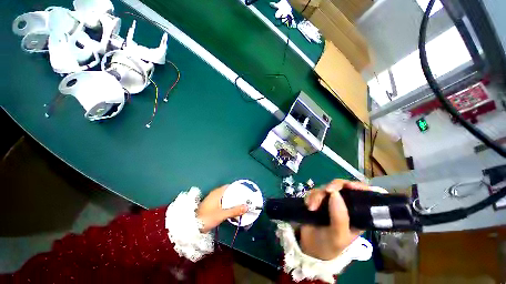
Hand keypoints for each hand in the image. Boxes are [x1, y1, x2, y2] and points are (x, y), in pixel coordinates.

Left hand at [197, 185, 247, 232]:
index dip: (237, 188)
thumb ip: (234, 211)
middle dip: (235, 195)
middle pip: (227, 192)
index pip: (229, 186)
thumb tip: (246, 207)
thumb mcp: (222, 214)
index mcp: (217, 193)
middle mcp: (215, 194)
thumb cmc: (206, 218)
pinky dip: (227, 204)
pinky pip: (222, 201)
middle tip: (243, 199)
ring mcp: (212, 199)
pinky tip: (230, 209)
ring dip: (231, 200)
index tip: (244, 191)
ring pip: (224, 197)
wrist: (191, 227)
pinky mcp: (210, 205)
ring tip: (239, 204)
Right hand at [299, 180, 371, 259]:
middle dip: (331, 188)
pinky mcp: (318, 201)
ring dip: (317, 195)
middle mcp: (344, 205)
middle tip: (325, 192)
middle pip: (341, 187)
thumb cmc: (329, 245)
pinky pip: (314, 192)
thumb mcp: (338, 236)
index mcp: (356, 214)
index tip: (348, 185)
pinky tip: (308, 206)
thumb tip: (335, 193)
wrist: (309, 248)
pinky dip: (310, 197)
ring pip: (325, 188)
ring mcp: (330, 202)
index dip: (358, 186)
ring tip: (312, 208)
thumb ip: (339, 217)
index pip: (362, 195)